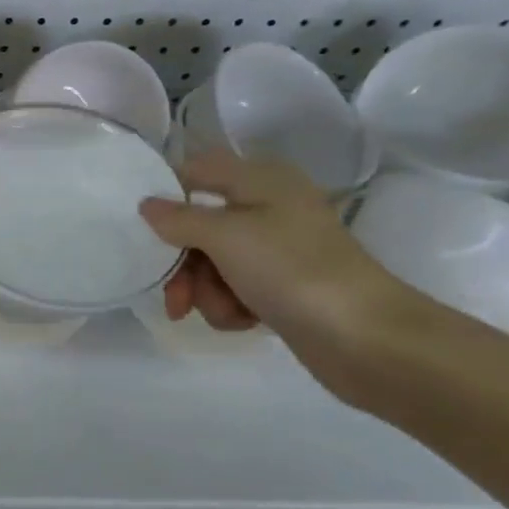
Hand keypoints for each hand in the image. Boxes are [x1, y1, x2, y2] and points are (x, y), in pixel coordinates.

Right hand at [139, 151, 410, 383]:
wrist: (365, 338)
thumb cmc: (291, 270)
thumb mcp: (225, 235)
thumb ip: (179, 218)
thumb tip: (146, 205)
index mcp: (260, 181)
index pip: (196, 170)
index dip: (167, 193)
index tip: (143, 227)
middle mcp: (268, 208)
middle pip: (199, 226)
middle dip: (183, 264)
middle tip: (175, 297)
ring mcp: (276, 251)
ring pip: (212, 263)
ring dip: (206, 291)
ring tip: (226, 312)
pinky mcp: (282, 288)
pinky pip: (234, 289)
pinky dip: (230, 306)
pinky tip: (244, 322)